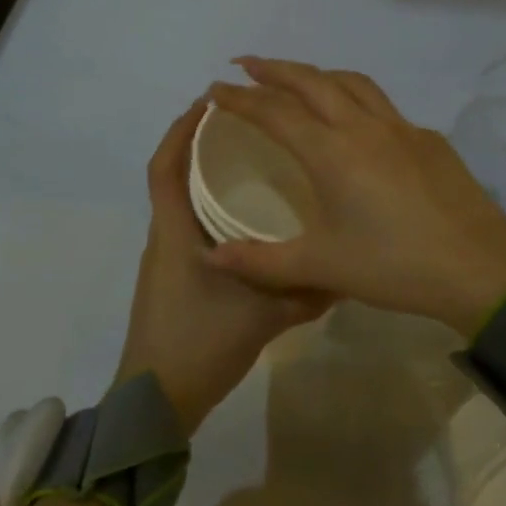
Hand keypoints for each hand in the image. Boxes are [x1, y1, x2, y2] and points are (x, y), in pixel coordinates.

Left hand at [115, 99, 329, 433]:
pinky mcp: (174, 278)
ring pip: (180, 202)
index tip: (209, 103)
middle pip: (172, 177)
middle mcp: (166, 237)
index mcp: (175, 232)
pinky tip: (244, 219)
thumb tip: (347, 271)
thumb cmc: (200, 344)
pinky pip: (188, 226)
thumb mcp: (262, 316)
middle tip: (243, 125)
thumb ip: (305, 292)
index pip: (165, 168)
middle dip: (198, 145)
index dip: (181, 131)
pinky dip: (208, 208)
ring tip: (249, 161)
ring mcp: (167, 259)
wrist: (157, 402)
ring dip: (204, 176)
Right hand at [203, 59, 505, 336]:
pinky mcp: (428, 138)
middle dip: (275, 69)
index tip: (216, 89)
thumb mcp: (321, 266)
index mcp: (332, 152)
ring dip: (318, 74)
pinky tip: (355, 123)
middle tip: (246, 65)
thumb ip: (261, 260)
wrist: (478, 267)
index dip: (242, 98)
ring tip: (297, 80)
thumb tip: (211, 256)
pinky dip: (355, 98)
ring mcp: (401, 128)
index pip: (275, 112)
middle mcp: (363, 127)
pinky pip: (382, 105)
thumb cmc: (394, 266)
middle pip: (312, 81)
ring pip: (352, 82)